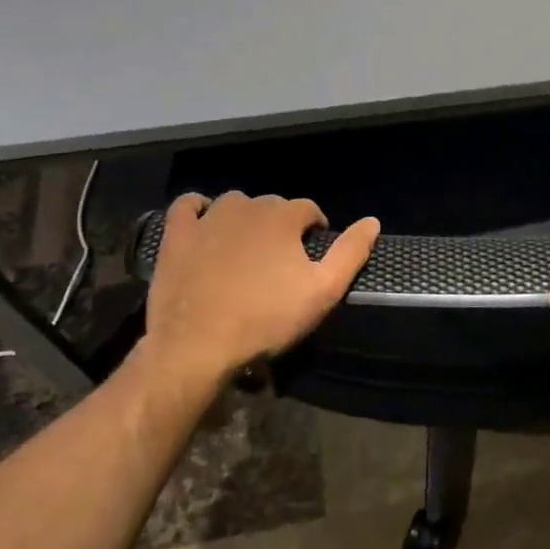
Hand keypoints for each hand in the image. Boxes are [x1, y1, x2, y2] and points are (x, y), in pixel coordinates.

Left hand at [140, 191, 379, 386]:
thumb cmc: (266, 318)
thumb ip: (350, 253)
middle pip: (272, 207)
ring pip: (234, 204)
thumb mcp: (322, 291)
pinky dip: (198, 208)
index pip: (308, 209)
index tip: (312, 258)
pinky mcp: (177, 234)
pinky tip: (204, 222)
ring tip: (247, 250)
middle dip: (282, 227)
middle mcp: (247, 206)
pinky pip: (187, 206)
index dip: (314, 230)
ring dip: (245, 218)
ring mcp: (208, 218)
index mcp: (283, 217)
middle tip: (281, 263)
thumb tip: (372, 221)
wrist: (196, 344)